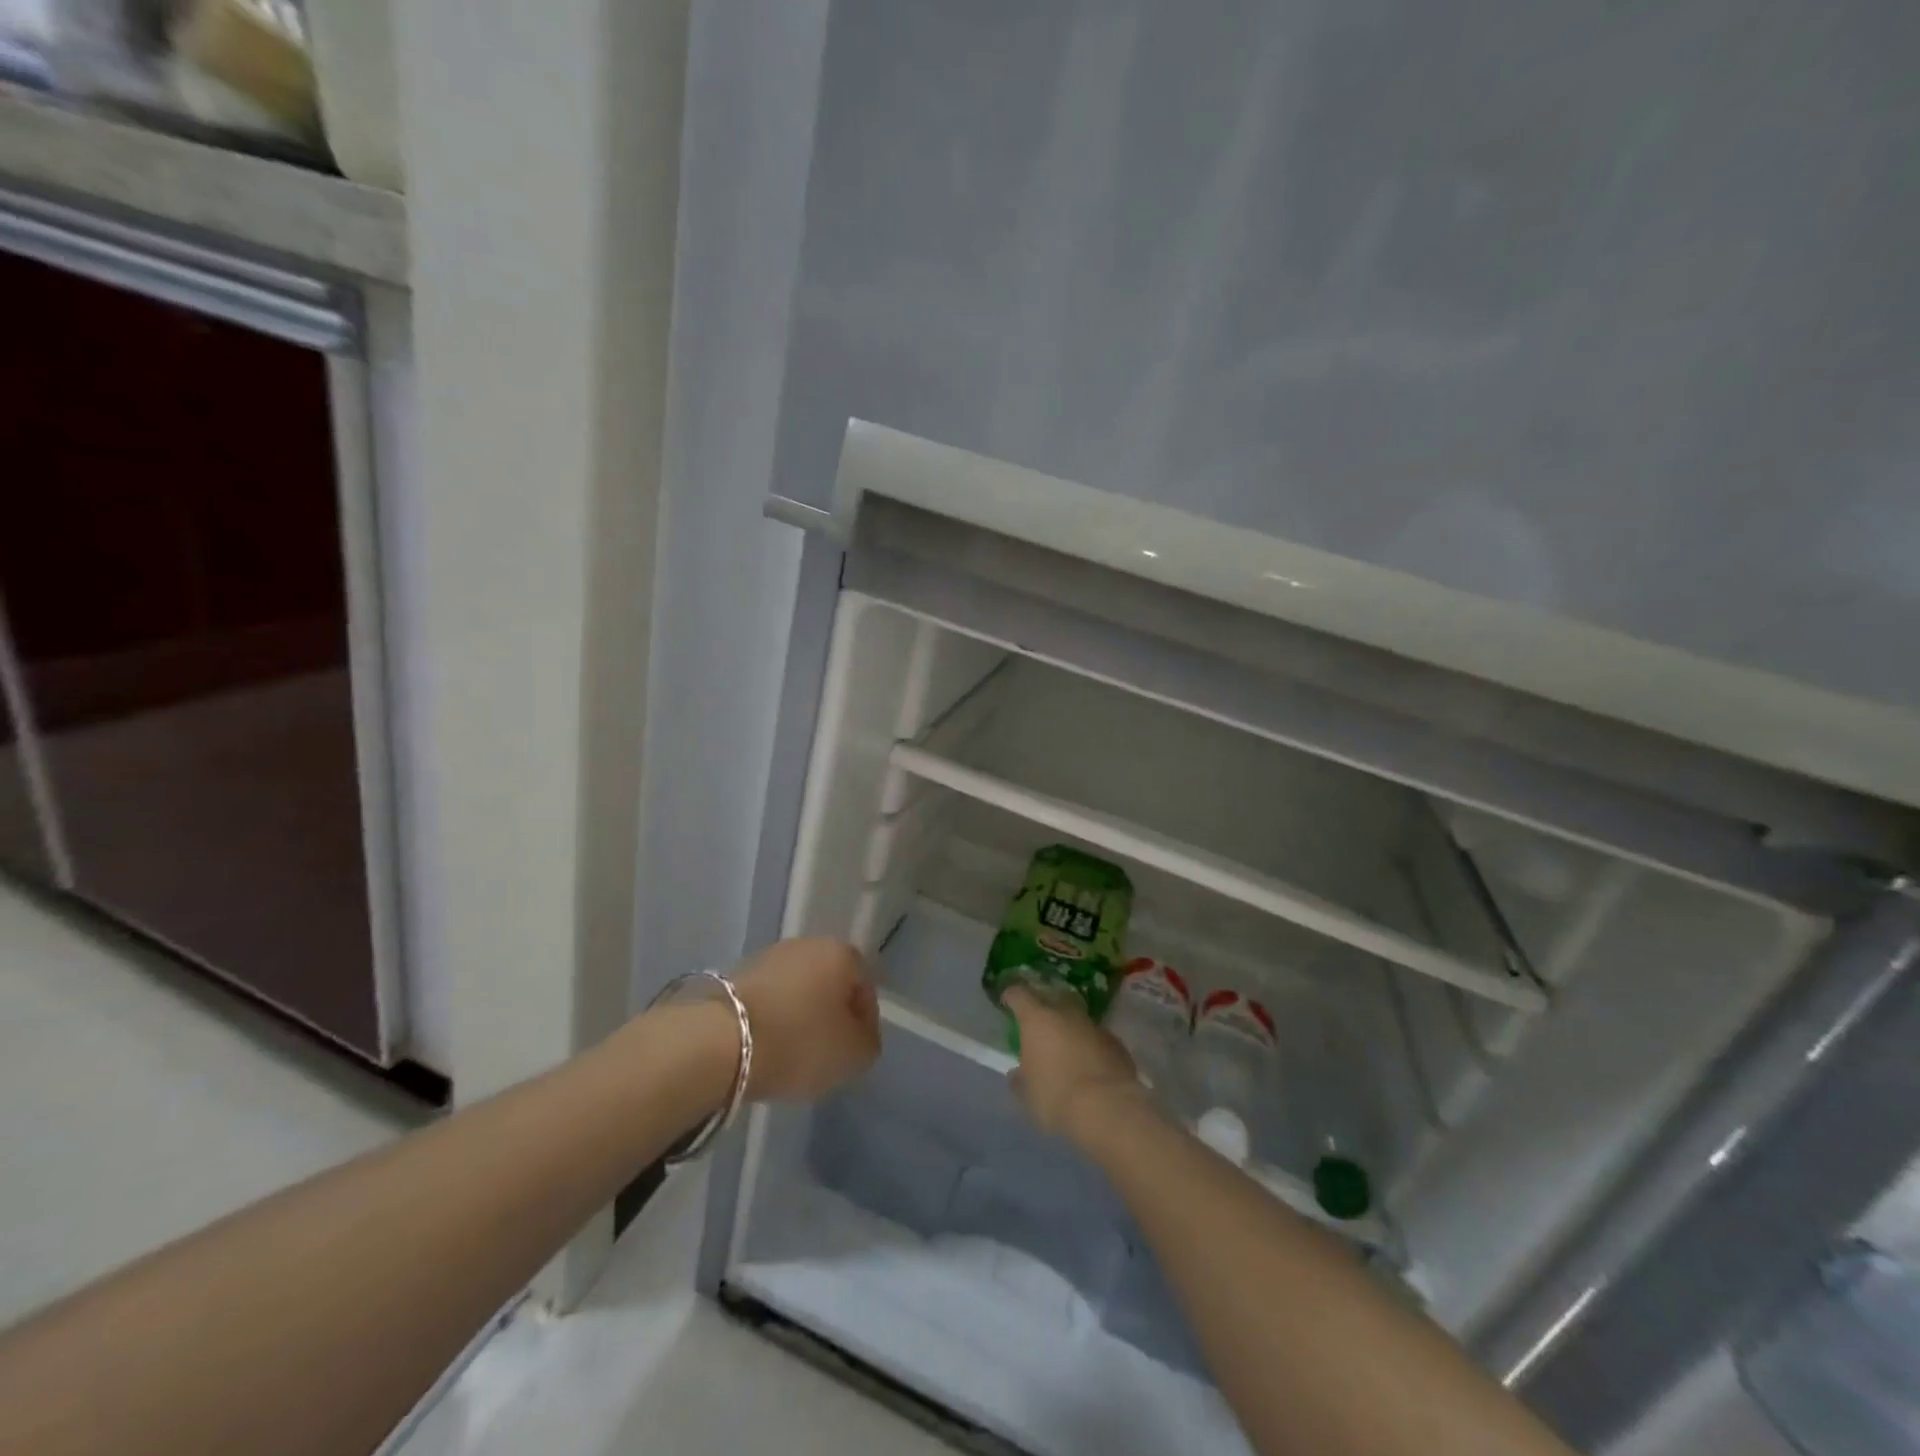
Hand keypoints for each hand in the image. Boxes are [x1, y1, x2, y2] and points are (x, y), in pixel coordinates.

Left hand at [732, 938, 880, 1100]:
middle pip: (830, 984)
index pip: (866, 987)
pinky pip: (769, 999)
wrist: (720, 1040)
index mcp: (842, 953)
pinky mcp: (737, 975)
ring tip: (793, 1053)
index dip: (865, 1023)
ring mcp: (769, 956)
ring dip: (800, 1017)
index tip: (855, 1052)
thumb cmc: (798, 1040)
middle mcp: (808, 944)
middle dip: (831, 1015)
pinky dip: (773, 1020)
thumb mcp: (852, 1054)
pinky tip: (767, 1047)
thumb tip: (861, 1037)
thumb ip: (868, 1043)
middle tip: (827, 1052)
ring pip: (798, 990)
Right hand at [1003, 985, 1146, 1143]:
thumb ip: (1019, 1079)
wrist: (1109, 1108)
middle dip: (1044, 1009)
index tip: (1007, 1001)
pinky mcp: (1116, 1043)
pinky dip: (1090, 1046)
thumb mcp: (1027, 1094)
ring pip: (1077, 1019)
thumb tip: (1017, 1073)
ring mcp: (1094, 1026)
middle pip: (1052, 999)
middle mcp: (1066, 1013)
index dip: (1011, 996)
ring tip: (1066, 1049)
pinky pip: (1097, 1039)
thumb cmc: (1056, 1096)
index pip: (1019, 995)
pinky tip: (1090, 1065)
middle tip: (1038, 1026)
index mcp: (1037, 1019)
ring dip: (1070, 1029)